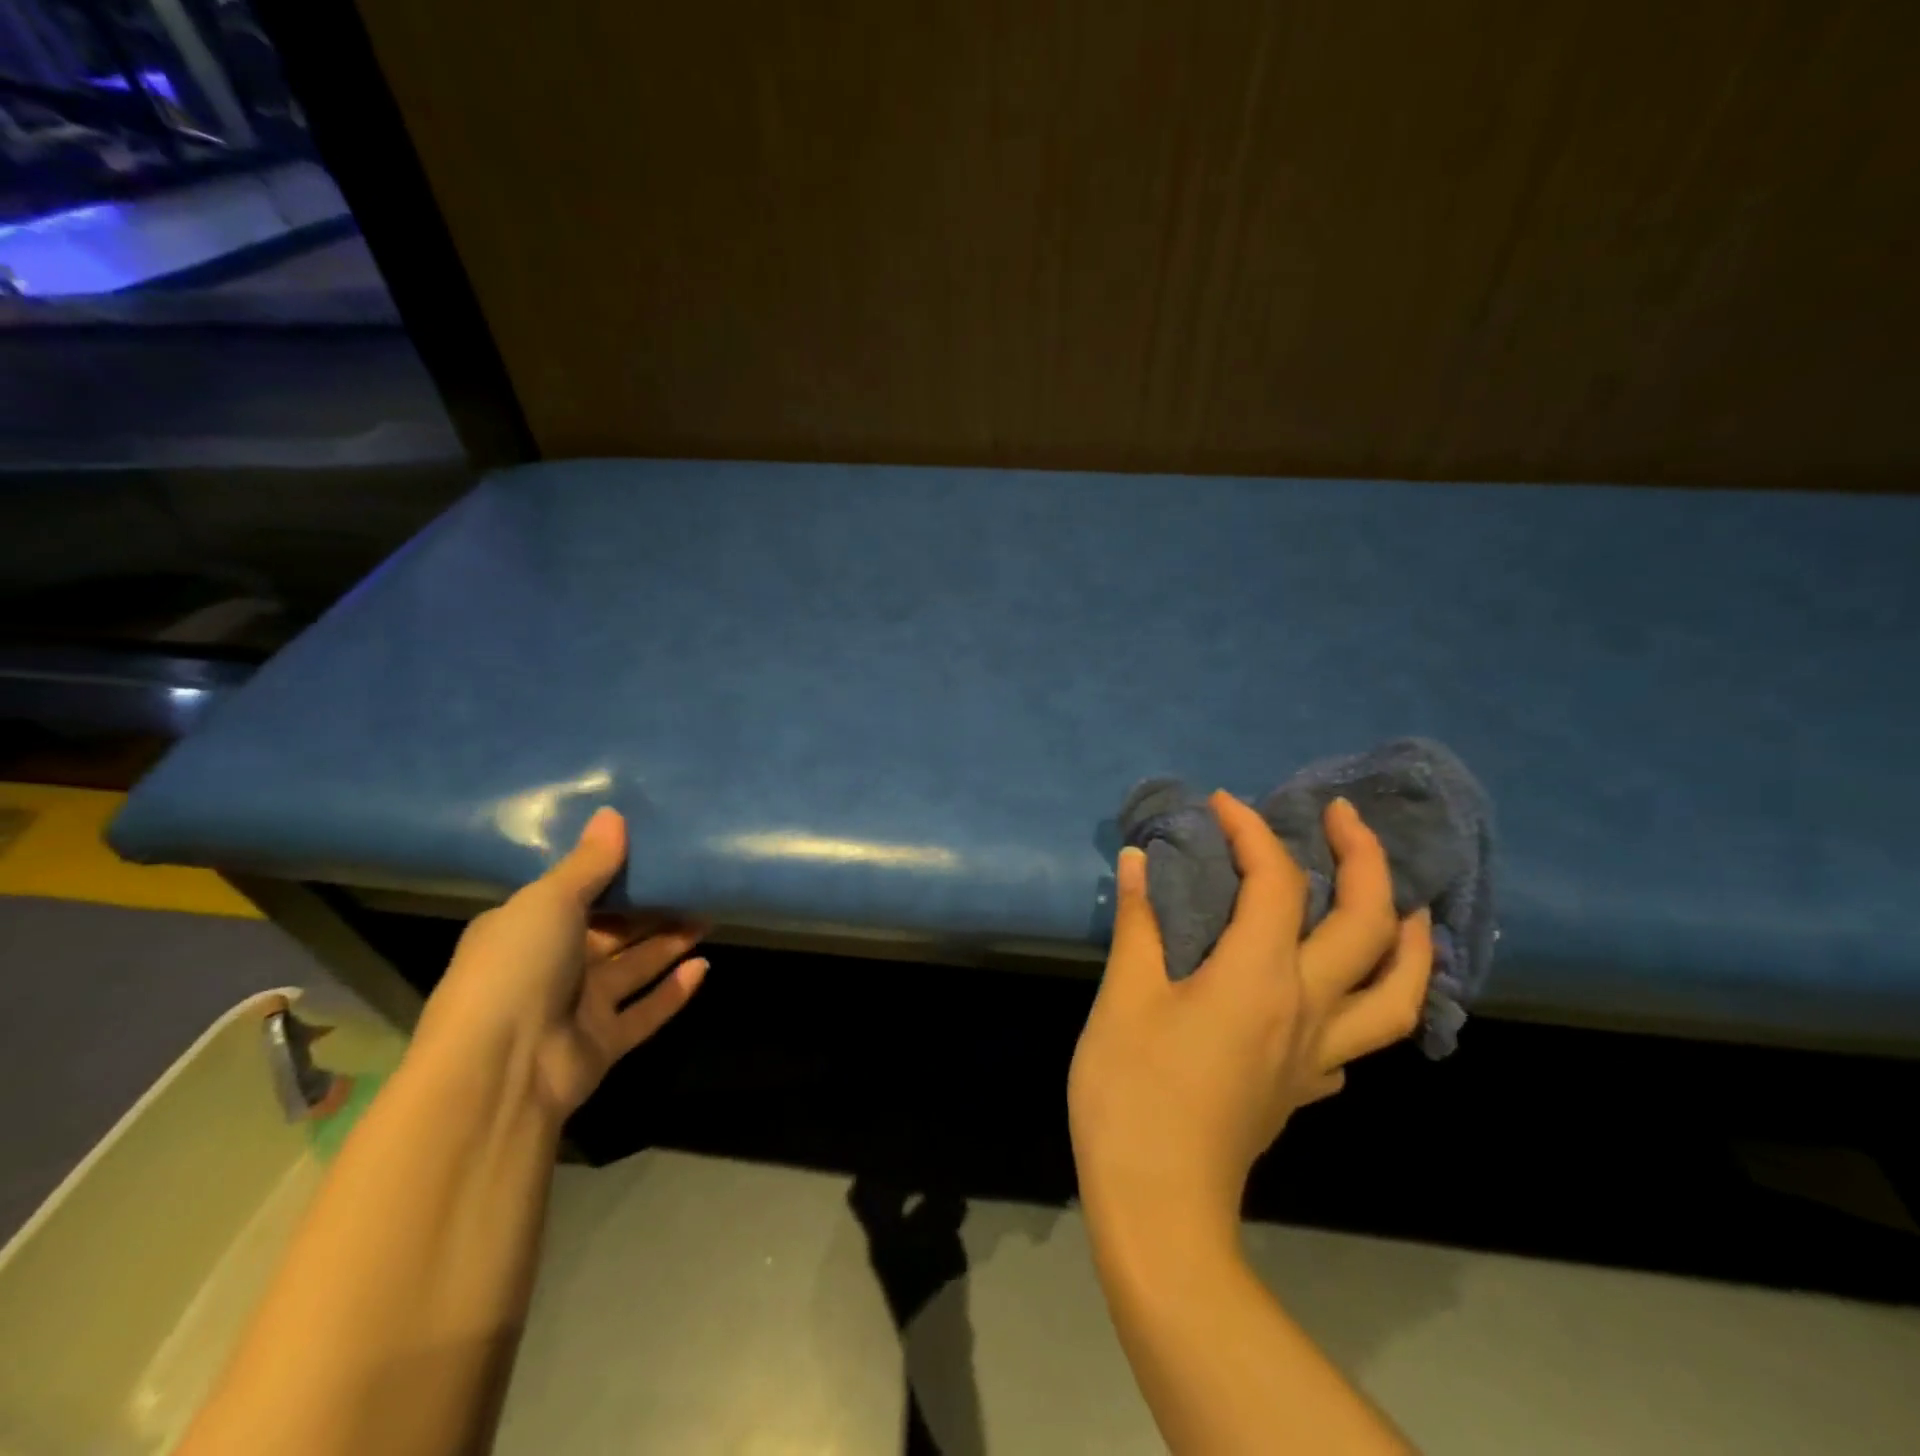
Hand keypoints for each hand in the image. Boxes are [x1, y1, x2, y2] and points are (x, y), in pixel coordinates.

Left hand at [412, 807, 708, 1117]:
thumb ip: (589, 863)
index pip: (574, 895)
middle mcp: (550, 966)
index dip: (613, 876)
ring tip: (710, 915)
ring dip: (669, 944)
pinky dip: (673, 991)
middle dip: (651, 909)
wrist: (499, 1070)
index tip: (653, 852)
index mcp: (525, 929)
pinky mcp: (601, 1043)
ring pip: (633, 968)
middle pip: (611, 932)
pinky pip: (644, 1011)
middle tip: (694, 883)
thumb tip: (613, 813)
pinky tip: (704, 966)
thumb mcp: (550, 901)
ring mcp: (576, 1007)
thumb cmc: (517, 967)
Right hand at [1068, 793, 1430, 1238]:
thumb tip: (1140, 858)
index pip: (1275, 881)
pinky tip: (1340, 989)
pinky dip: (1370, 997)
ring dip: (1408, 936)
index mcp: (1259, 977)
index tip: (1221, 804)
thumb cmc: (1132, 1093)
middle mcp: (1308, 1007)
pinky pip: (1363, 1033)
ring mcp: (1318, 1052)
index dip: (1251, 830)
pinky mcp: (1306, 1085)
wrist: (1160, 1206)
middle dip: (1363, 856)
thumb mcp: (1124, 998)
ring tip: (1399, 900)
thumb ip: (1139, 922)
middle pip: (1367, 923)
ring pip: (1399, 990)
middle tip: (1341, 817)